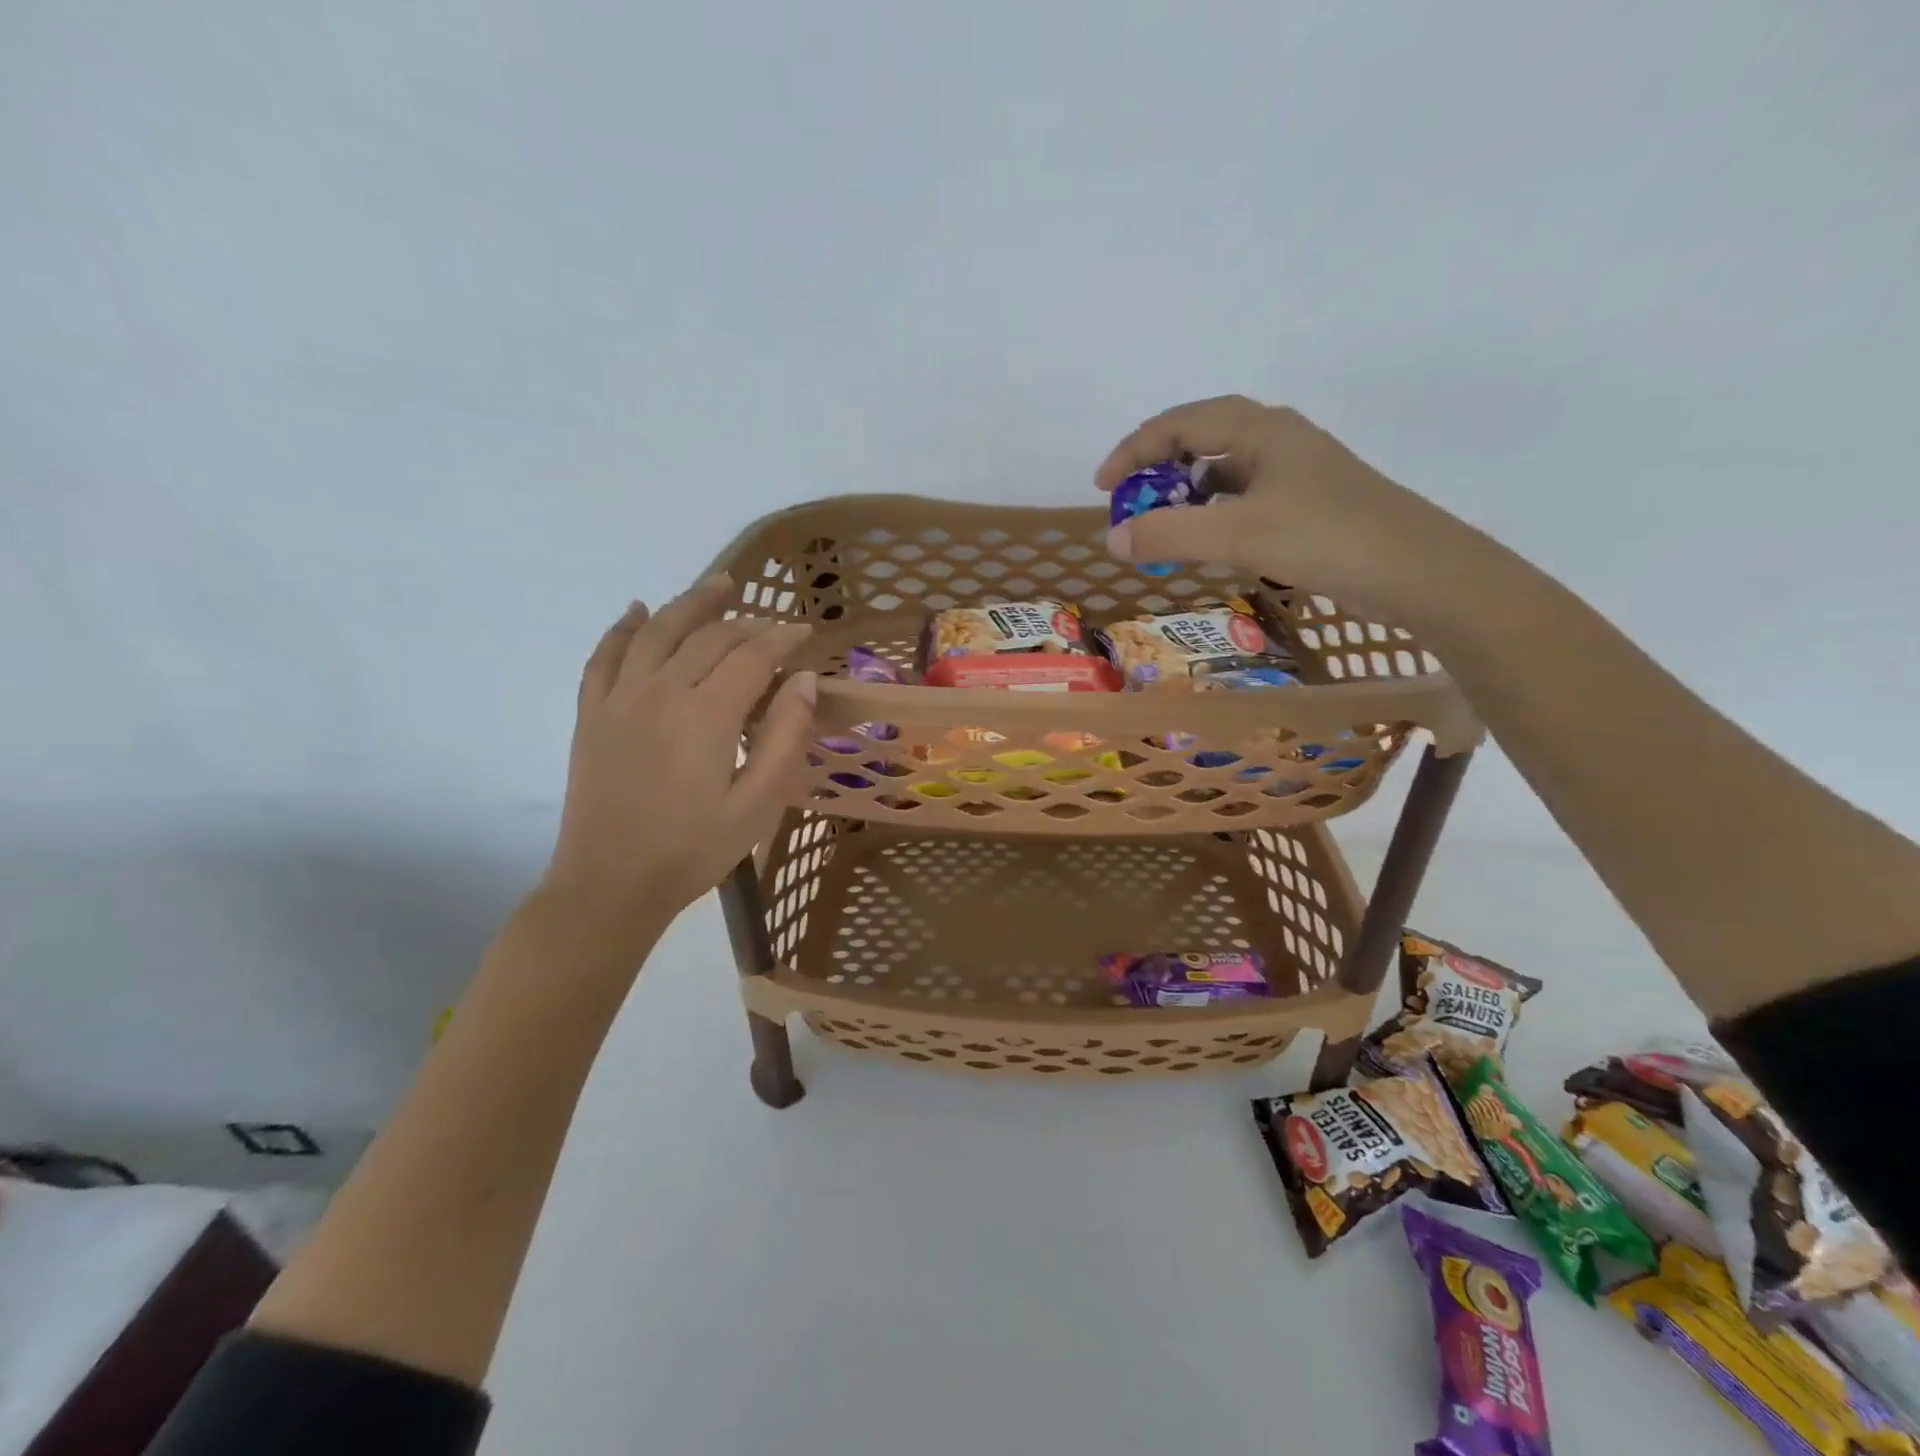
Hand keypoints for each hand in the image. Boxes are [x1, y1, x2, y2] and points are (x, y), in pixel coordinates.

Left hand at [541, 575, 815, 942]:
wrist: (610, 885)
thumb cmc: (694, 850)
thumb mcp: (759, 804)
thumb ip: (785, 738)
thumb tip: (804, 681)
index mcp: (706, 715)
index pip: (752, 656)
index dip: (783, 638)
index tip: (806, 632)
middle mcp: (660, 692)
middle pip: (708, 637)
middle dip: (747, 623)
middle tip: (773, 624)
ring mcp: (618, 699)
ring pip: (657, 631)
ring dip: (690, 603)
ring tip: (719, 585)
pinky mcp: (591, 714)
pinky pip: (604, 656)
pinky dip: (623, 627)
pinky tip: (637, 610)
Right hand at [1096, 395, 1467, 625]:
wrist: (1418, 571)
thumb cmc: (1326, 539)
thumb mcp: (1238, 535)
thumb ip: (1169, 534)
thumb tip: (1113, 540)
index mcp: (1260, 429)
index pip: (1179, 423)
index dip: (1134, 451)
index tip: (1103, 489)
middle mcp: (1277, 439)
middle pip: (1201, 440)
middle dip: (1157, 471)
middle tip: (1131, 507)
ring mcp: (1296, 472)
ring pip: (1224, 472)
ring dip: (1186, 495)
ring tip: (1162, 528)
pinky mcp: (1308, 503)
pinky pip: (1244, 499)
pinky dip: (1214, 515)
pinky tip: (1209, 543)